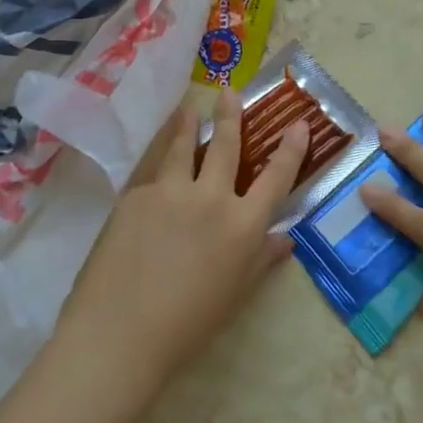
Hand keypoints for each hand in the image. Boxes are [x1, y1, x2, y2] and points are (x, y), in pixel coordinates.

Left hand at [56, 91, 308, 397]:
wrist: (122, 331)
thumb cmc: (188, 325)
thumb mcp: (235, 294)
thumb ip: (260, 260)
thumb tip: (286, 240)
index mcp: (243, 225)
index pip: (276, 178)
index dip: (291, 149)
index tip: (299, 123)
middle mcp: (211, 197)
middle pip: (226, 146)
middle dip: (231, 116)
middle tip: (229, 91)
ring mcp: (171, 191)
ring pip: (183, 147)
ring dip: (188, 125)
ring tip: (189, 108)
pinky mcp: (136, 194)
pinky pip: (154, 171)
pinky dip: (160, 161)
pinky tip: (156, 162)